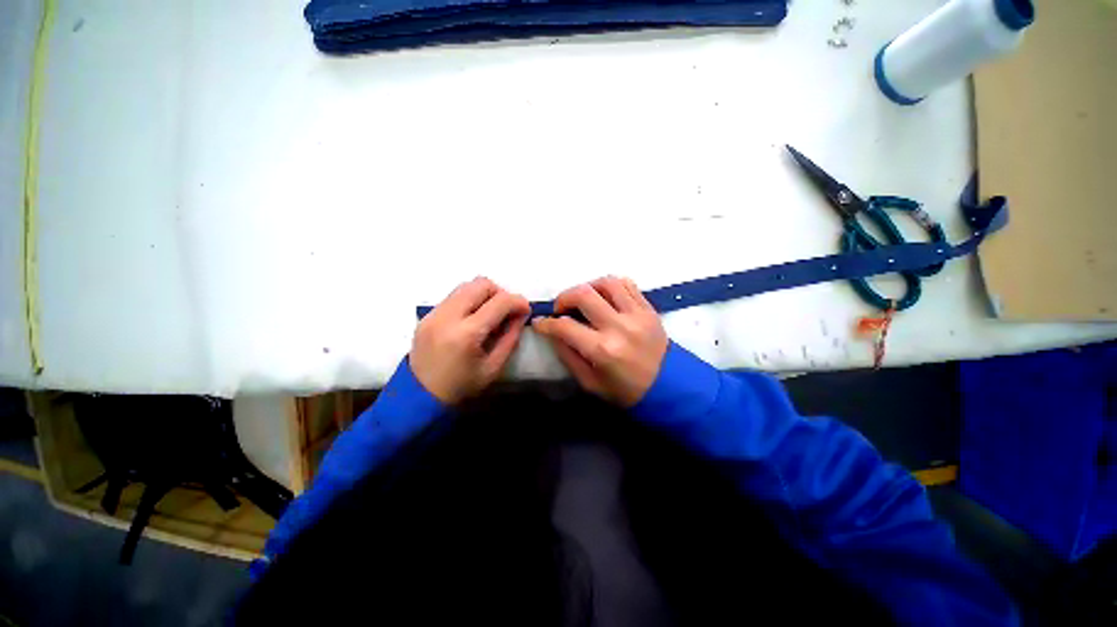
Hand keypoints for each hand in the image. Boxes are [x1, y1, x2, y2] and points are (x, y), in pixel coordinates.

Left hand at [411, 277, 530, 403]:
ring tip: (487, 315)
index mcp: (467, 334)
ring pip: (465, 286)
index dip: (518, 301)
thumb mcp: (493, 368)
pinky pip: (451, 298)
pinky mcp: (426, 316)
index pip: (499, 302)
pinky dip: (466, 302)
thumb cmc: (461, 387)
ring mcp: (434, 314)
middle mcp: (448, 316)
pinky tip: (469, 321)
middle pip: (480, 284)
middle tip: (505, 311)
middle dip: (499, 293)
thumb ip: (509, 338)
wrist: (421, 396)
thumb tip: (520, 314)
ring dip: (482, 295)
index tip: (525, 310)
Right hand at [532, 276, 667, 406]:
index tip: (540, 323)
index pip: (565, 327)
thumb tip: (553, 334)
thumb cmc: (626, 392)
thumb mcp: (591, 384)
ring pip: (607, 283)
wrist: (669, 388)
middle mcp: (619, 327)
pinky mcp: (649, 309)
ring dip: (588, 287)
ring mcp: (637, 315)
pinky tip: (605, 297)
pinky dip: (611, 286)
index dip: (546, 324)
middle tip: (560, 309)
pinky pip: (628, 285)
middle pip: (584, 294)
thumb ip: (569, 356)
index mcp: (602, 350)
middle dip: (564, 298)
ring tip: (583, 300)